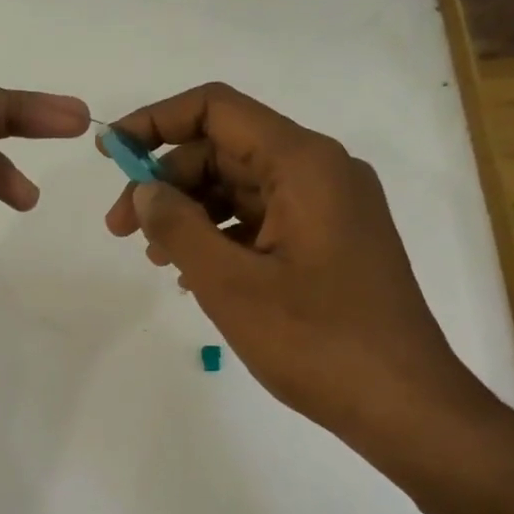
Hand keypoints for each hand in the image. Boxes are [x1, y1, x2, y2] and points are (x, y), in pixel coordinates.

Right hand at [103, 83, 496, 458]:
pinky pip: (264, 221)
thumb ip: (178, 228)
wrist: (402, 403)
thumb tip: (144, 191)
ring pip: (242, 187)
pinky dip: (222, 237)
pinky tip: (195, 276)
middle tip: (121, 231)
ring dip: (191, 213)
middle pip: (225, 149)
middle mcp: (321, 171)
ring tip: (156, 260)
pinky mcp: (331, 243)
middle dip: (167, 182)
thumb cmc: (316, 342)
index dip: (155, 122)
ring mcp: (331, 208)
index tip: (110, 155)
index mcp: (303, 164)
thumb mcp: (230, 284)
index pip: (216, 110)